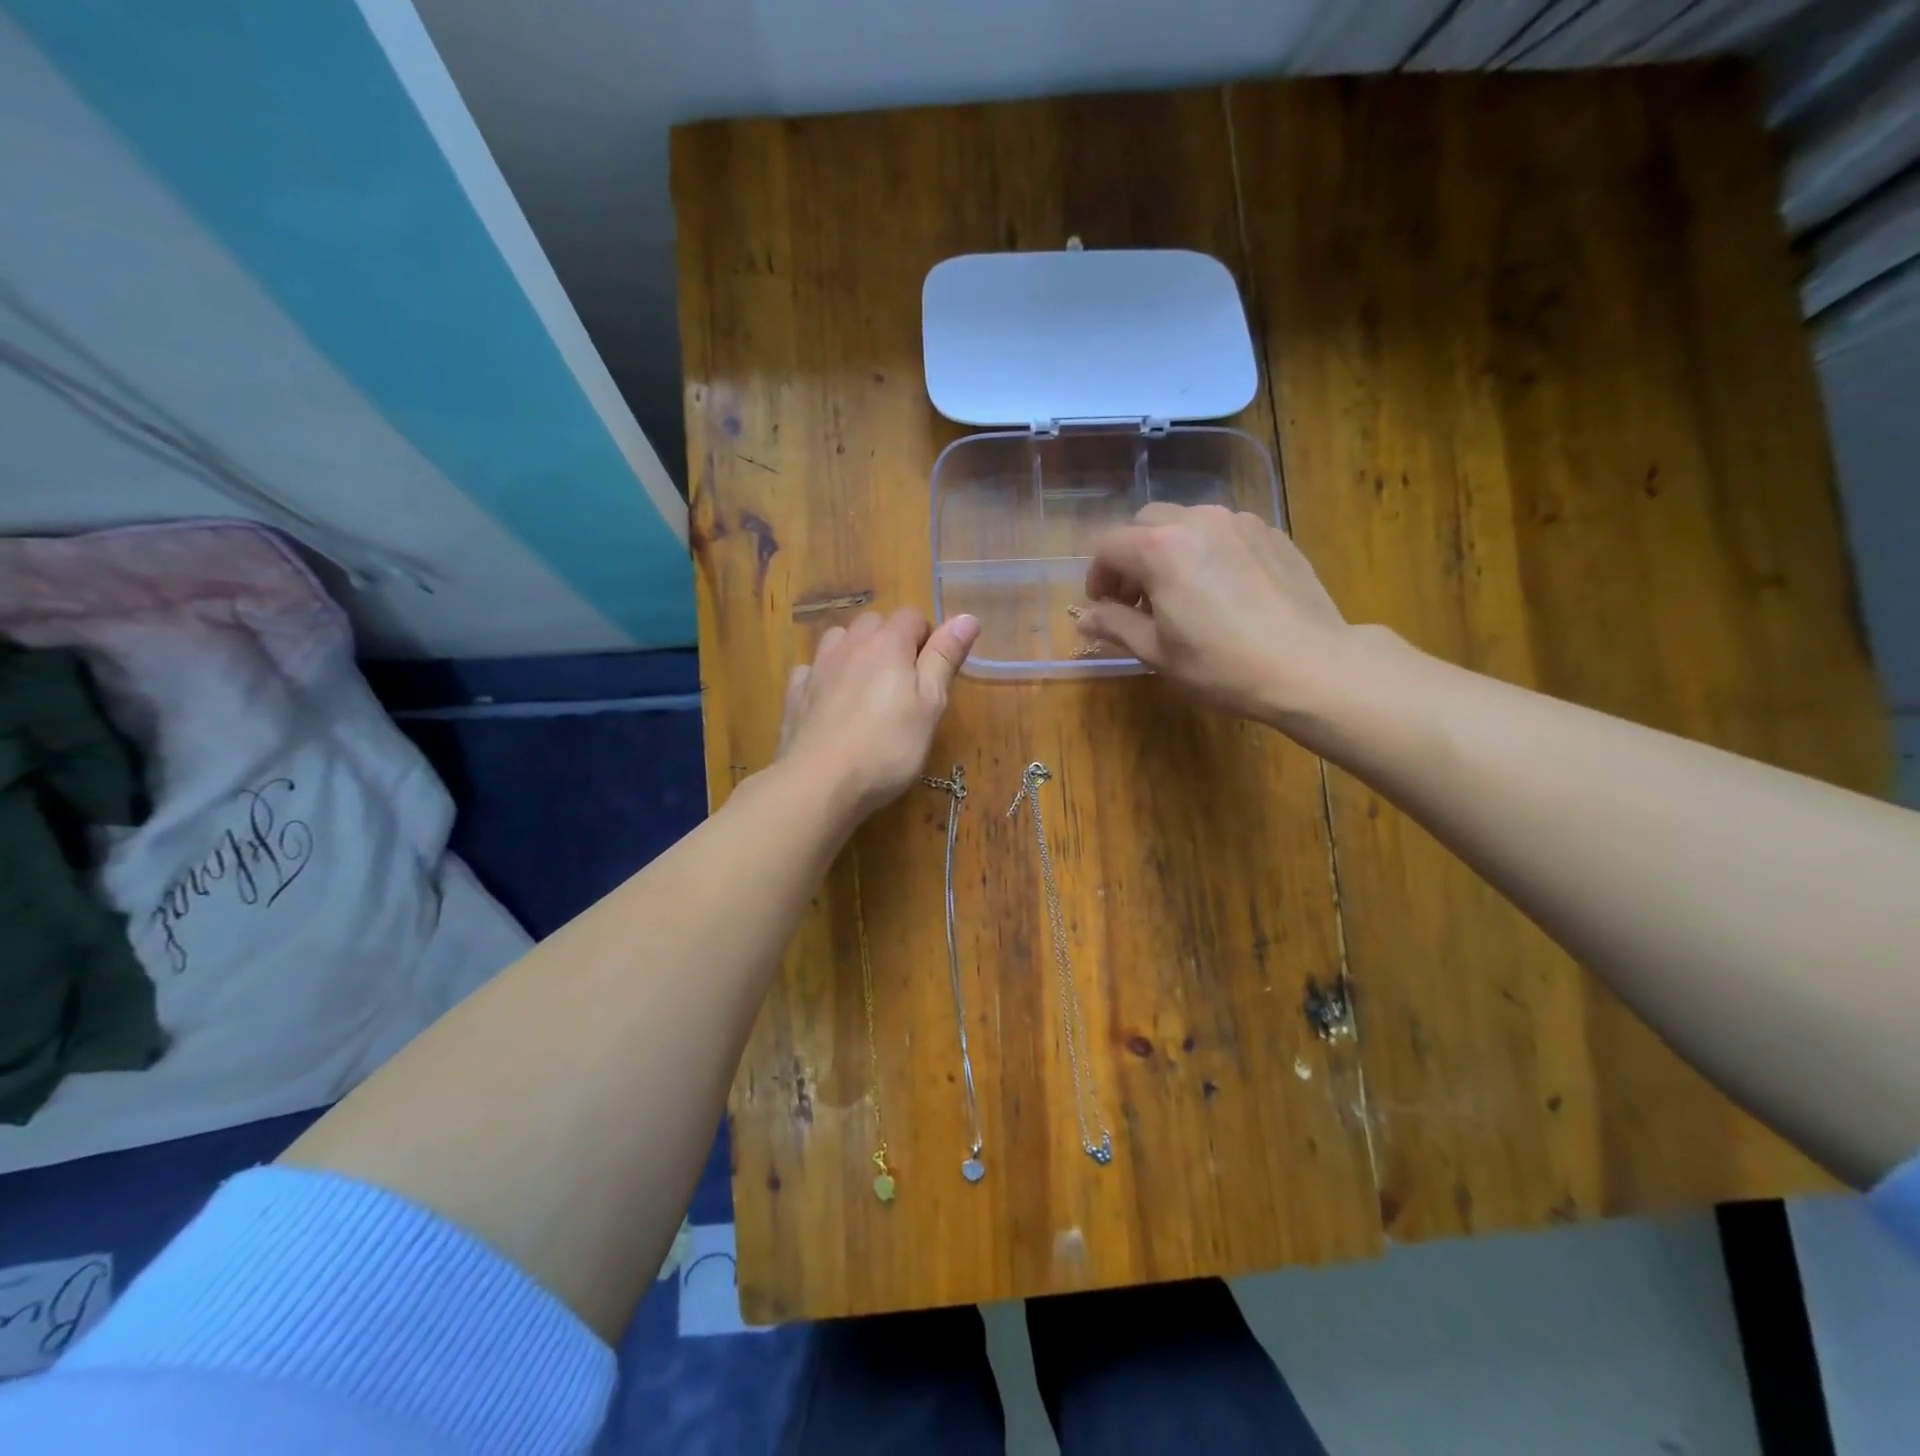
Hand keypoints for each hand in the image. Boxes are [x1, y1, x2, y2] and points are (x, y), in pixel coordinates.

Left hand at [777, 608, 978, 818]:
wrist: (819, 783)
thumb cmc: (887, 747)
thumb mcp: (931, 705)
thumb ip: (945, 658)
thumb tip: (967, 617)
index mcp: (888, 644)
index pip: (912, 616)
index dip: (927, 638)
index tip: (933, 673)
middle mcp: (850, 644)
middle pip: (874, 623)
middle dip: (892, 641)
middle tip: (904, 684)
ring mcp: (818, 667)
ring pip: (840, 639)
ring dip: (856, 652)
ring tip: (867, 688)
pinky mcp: (795, 694)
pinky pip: (812, 669)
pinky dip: (824, 676)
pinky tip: (831, 701)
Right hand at [1078, 503, 1353, 721]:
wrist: (1311, 667)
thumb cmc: (1223, 665)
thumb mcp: (1158, 653)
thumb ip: (1116, 626)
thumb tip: (1085, 619)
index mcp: (1161, 548)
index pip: (1109, 546)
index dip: (1097, 577)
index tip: (1102, 607)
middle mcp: (1198, 521)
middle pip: (1146, 523)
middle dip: (1131, 557)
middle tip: (1137, 600)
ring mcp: (1240, 522)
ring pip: (1187, 522)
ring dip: (1170, 550)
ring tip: (1181, 593)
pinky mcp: (1272, 534)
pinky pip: (1224, 532)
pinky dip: (1208, 551)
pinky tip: (1222, 591)